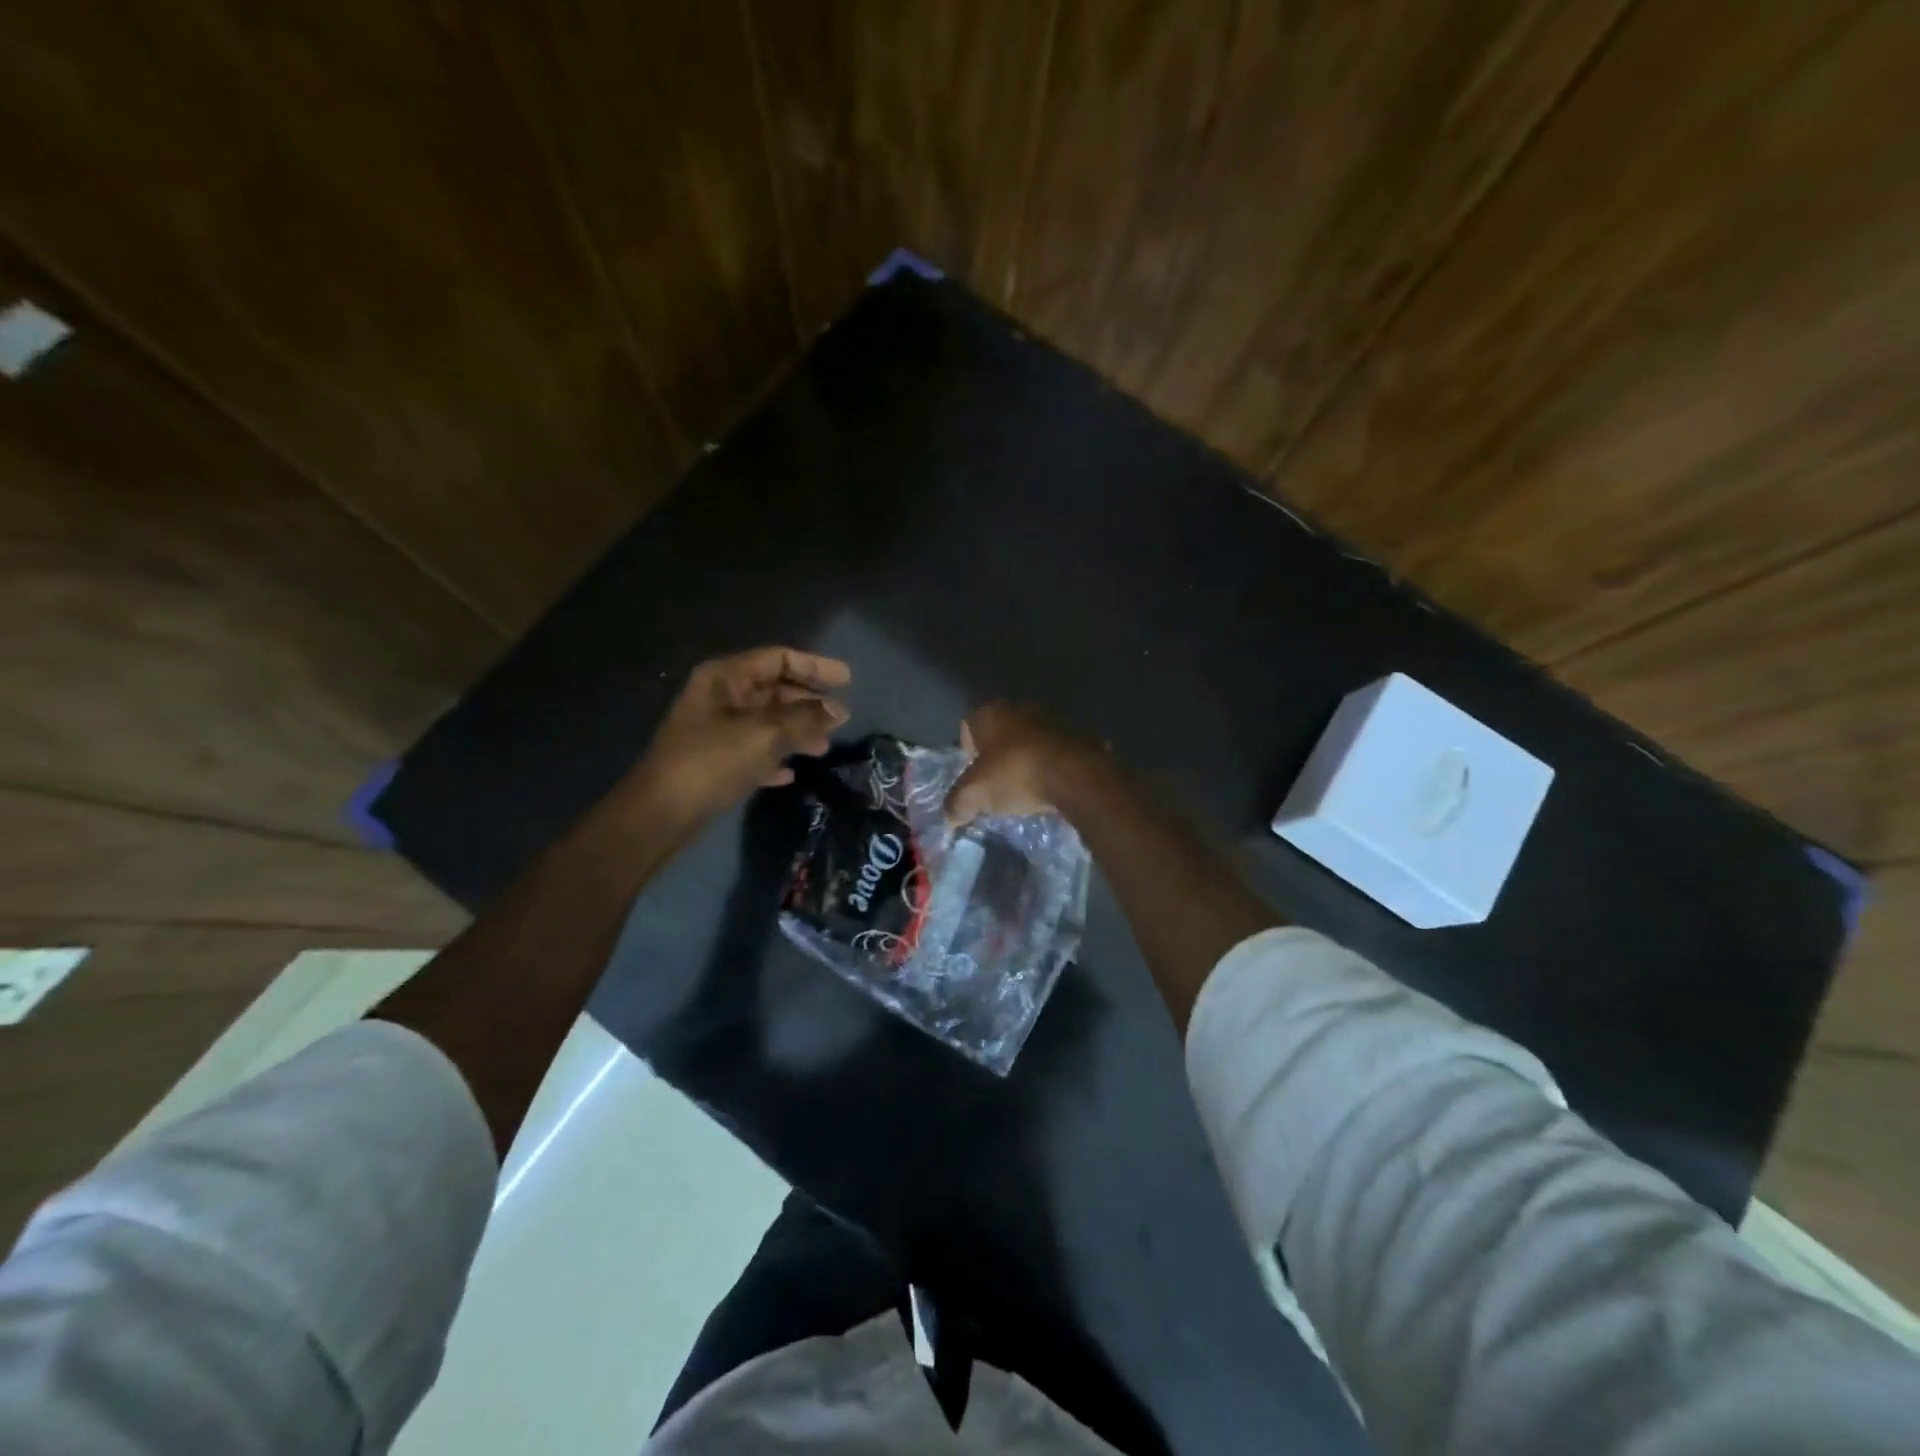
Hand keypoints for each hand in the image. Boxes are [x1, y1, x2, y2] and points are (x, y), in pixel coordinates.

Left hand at [635, 647, 850, 821]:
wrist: (662, 811)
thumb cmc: (713, 761)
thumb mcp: (765, 735)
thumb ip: (805, 719)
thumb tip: (838, 711)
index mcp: (726, 678)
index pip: (778, 659)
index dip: (815, 666)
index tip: (847, 680)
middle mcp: (720, 697)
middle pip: (774, 690)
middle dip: (809, 703)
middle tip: (841, 718)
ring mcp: (715, 729)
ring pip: (767, 721)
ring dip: (797, 731)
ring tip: (823, 748)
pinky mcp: (714, 760)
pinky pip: (753, 750)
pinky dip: (774, 757)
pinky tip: (790, 773)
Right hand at [946, 702, 1105, 825]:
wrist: (1075, 775)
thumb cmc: (1015, 774)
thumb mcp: (974, 795)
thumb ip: (956, 804)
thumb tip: (950, 817)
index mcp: (990, 713)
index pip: (968, 726)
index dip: (967, 751)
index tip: (973, 774)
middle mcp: (1019, 708)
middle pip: (1000, 733)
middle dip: (998, 755)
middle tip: (997, 783)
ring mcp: (1052, 719)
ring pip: (1030, 740)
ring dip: (1026, 758)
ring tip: (1026, 787)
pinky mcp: (1079, 735)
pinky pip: (1057, 752)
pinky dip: (1052, 765)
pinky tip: (1052, 787)